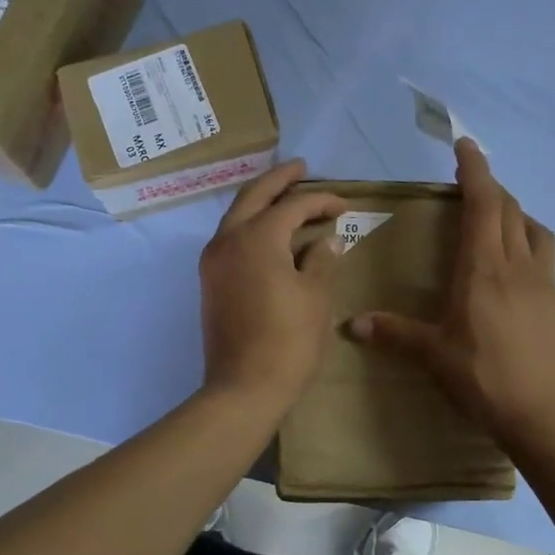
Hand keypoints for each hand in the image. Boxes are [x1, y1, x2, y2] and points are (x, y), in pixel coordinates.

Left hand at [199, 159, 345, 409]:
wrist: (244, 387)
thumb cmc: (288, 341)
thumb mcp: (316, 297)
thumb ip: (322, 260)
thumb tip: (326, 241)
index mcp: (257, 237)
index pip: (293, 205)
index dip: (321, 200)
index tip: (344, 205)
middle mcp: (228, 240)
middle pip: (253, 195)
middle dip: (279, 179)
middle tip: (301, 168)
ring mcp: (213, 261)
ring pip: (237, 215)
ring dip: (262, 201)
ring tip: (286, 195)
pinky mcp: (210, 281)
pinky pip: (231, 238)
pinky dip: (252, 226)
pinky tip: (271, 234)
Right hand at [347, 139, 554, 452]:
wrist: (546, 415)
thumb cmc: (485, 379)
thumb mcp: (434, 356)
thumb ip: (393, 334)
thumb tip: (351, 324)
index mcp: (483, 269)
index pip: (483, 204)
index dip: (475, 170)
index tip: (465, 145)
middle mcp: (517, 266)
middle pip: (509, 208)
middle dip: (489, 186)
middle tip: (468, 181)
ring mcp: (543, 283)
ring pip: (532, 228)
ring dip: (514, 210)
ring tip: (494, 217)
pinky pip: (543, 253)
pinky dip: (527, 238)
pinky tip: (513, 263)